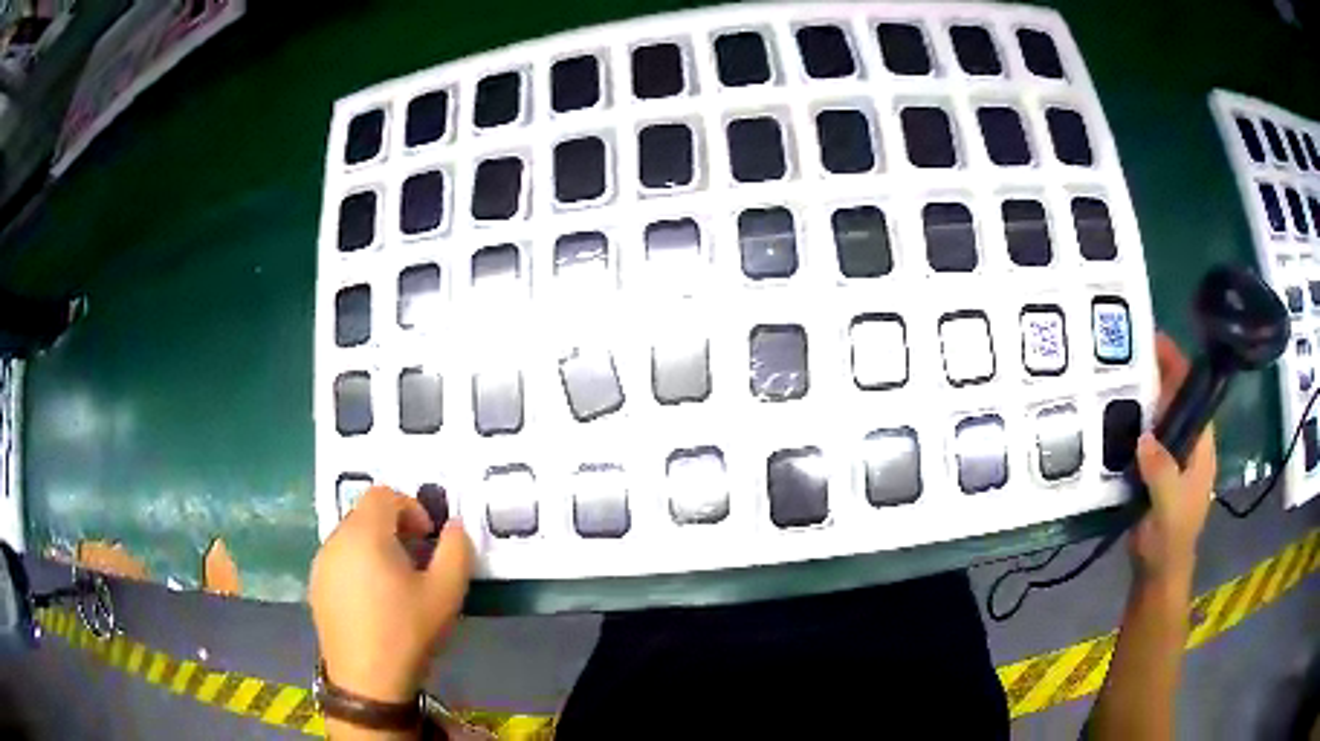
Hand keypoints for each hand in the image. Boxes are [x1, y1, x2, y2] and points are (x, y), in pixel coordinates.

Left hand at [309, 486, 473, 703]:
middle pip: (365, 514)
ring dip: (375, 546)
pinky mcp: (315, 586)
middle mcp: (335, 540)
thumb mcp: (445, 593)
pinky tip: (373, 601)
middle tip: (416, 560)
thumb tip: (454, 526)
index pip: (383, 494)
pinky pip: (339, 560)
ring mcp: (321, 564)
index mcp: (365, 534)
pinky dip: (358, 565)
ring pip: (350, 537)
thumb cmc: (407, 632)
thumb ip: (456, 550)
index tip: (428, 538)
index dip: (410, 507)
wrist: (367, 680)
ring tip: (395, 582)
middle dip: (394, 527)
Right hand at [1130, 334, 1216, 583]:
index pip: (1194, 394)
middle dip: (1154, 377)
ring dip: (1138, 401)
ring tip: (1111, 380)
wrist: (1157, 573)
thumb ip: (1162, 472)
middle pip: (1174, 401)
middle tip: (1124, 356)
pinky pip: (1141, 439)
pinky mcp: (1151, 471)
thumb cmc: (1171, 539)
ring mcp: (1169, 458)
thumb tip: (1144, 438)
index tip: (1154, 341)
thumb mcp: (1170, 506)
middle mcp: (1187, 444)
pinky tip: (1108, 419)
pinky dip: (1128, 427)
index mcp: (1201, 445)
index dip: (1178, 366)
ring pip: (1156, 419)